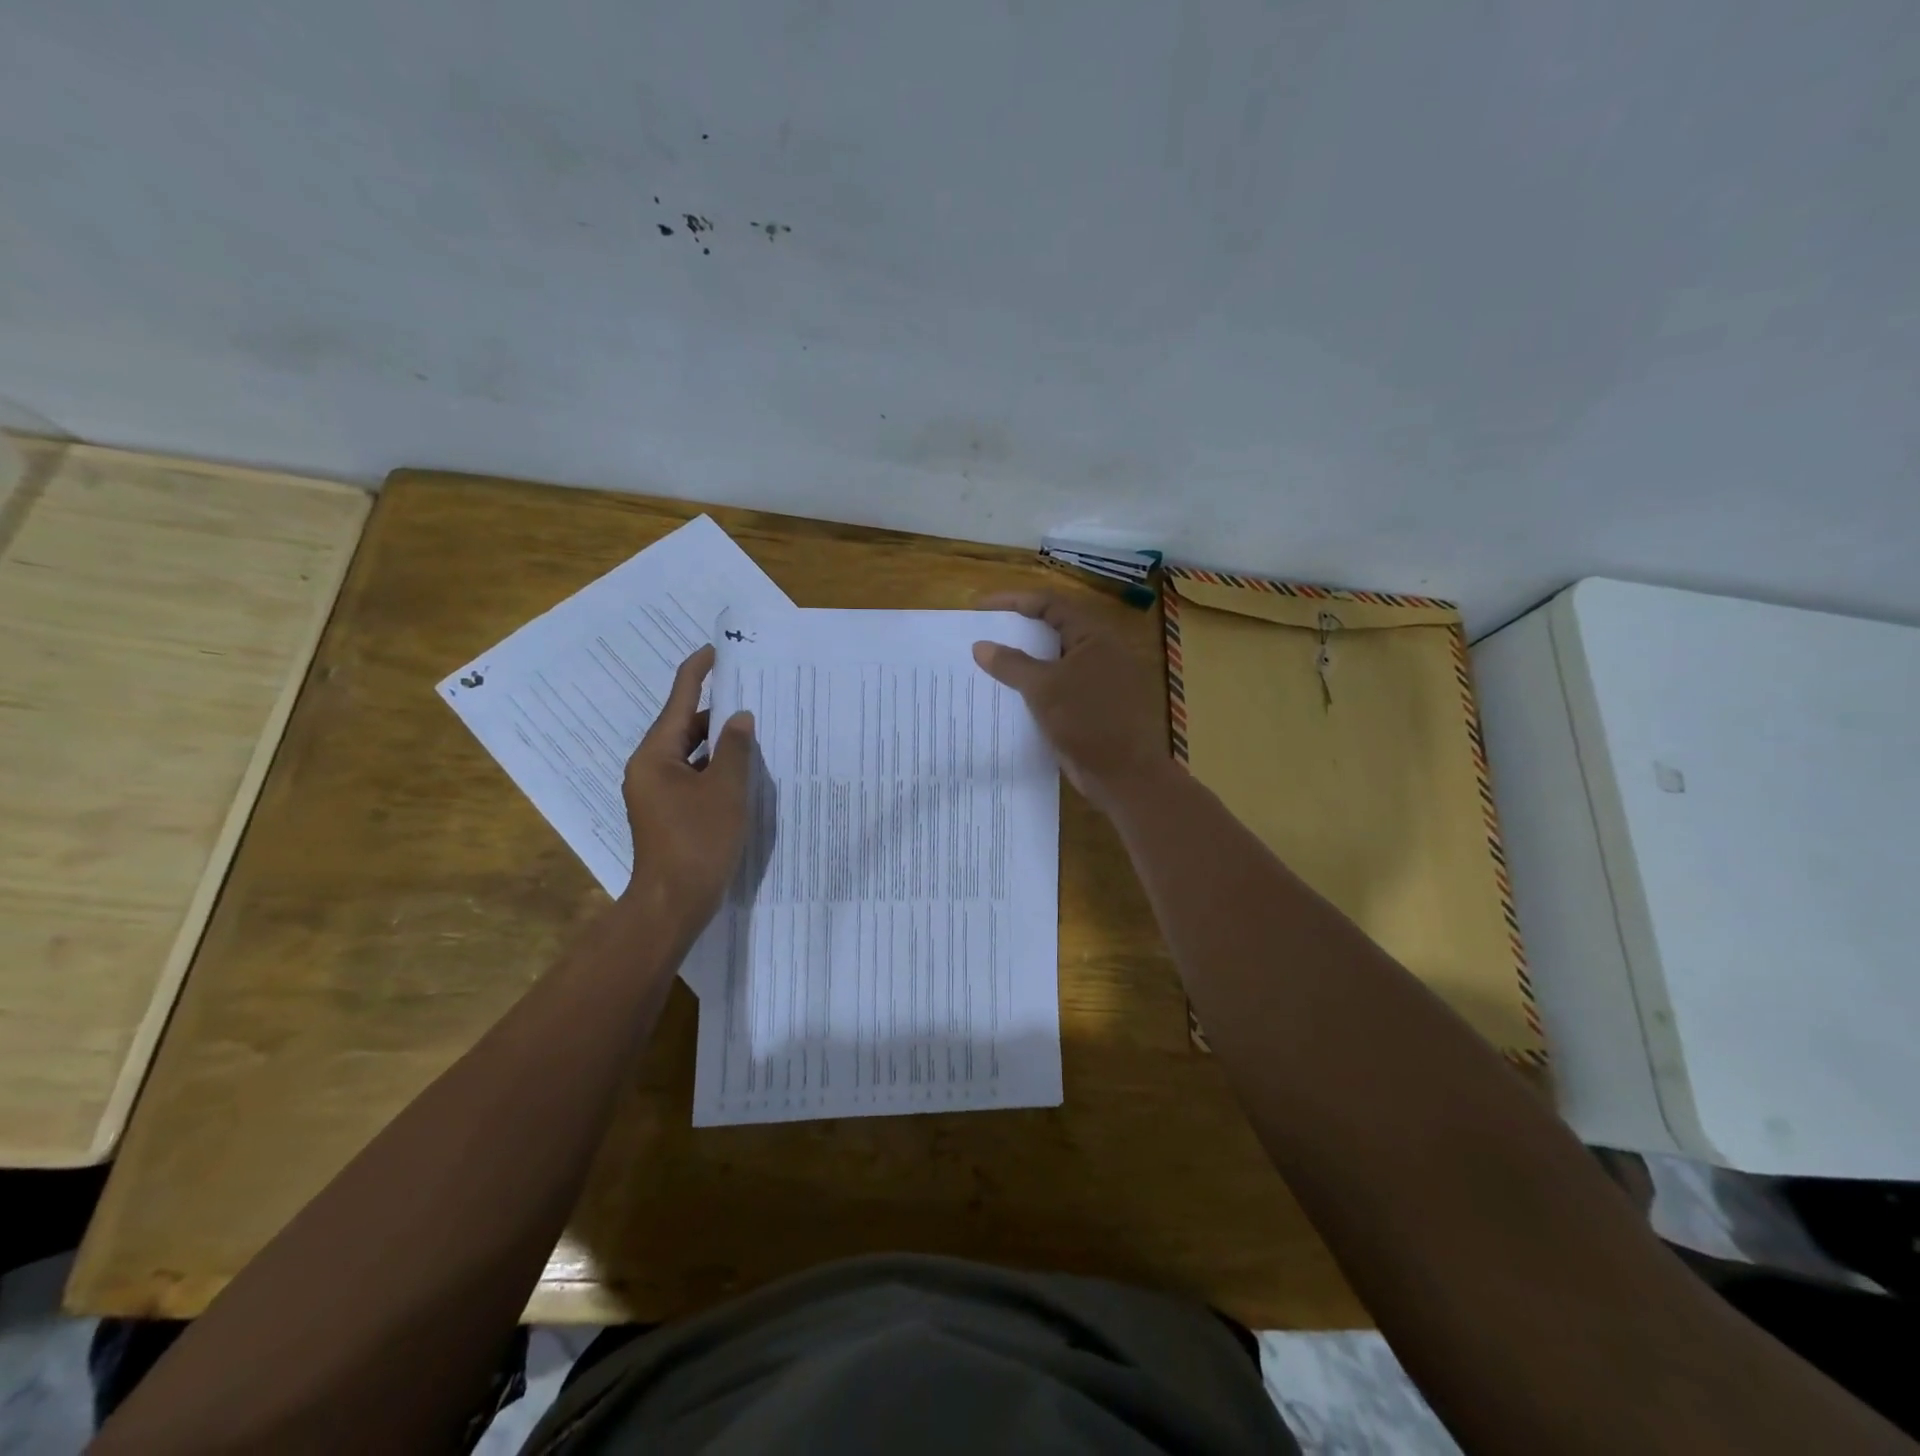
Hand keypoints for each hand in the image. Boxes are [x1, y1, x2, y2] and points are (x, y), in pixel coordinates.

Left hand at [620, 645, 756, 926]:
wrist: (672, 903)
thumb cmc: (698, 841)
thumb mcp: (726, 790)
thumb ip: (736, 749)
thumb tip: (740, 718)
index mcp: (654, 755)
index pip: (678, 700)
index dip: (698, 672)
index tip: (716, 650)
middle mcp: (649, 768)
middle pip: (683, 727)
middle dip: (715, 711)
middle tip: (751, 693)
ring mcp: (657, 791)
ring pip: (690, 753)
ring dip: (718, 742)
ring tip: (754, 727)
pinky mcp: (668, 811)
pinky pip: (693, 776)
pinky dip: (715, 767)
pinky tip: (743, 768)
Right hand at [971, 591, 1169, 812]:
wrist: (1124, 774)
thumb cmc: (1087, 721)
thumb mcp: (1044, 688)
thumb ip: (1011, 664)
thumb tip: (981, 646)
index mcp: (1094, 637)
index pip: (1050, 604)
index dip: (1014, 601)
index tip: (981, 609)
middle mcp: (1098, 652)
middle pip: (1052, 630)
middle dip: (1017, 631)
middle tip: (983, 634)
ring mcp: (1097, 681)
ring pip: (1054, 662)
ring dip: (1023, 662)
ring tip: (988, 664)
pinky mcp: (1091, 707)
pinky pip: (1057, 687)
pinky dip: (1034, 687)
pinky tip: (1008, 696)